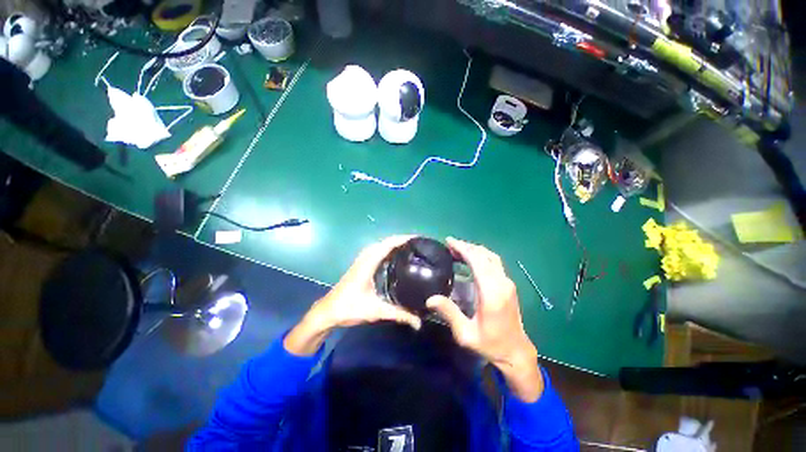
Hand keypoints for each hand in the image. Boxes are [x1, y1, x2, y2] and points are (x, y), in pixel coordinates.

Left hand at [284, 236, 421, 355]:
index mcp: (368, 263)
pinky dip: (387, 249)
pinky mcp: (361, 265)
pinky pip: (377, 251)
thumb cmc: (349, 308)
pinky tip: (395, 257)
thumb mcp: (376, 311)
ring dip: (394, 243)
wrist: (327, 312)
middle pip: (385, 242)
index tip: (418, 239)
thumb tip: (419, 323)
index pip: (388, 244)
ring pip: (380, 245)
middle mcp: (365, 257)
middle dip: (402, 240)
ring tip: (409, 247)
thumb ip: (399, 315)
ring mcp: (362, 260)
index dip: (403, 239)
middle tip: (418, 244)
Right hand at [427, 238, 543, 401]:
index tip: (449, 242)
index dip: (462, 249)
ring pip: (491, 257)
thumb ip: (449, 313)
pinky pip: (494, 263)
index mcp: (491, 293)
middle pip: (484, 255)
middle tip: (450, 245)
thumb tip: (430, 299)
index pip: (477, 261)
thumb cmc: (490, 344)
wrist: (516, 352)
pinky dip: (481, 256)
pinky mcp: (508, 285)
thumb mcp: (466, 334)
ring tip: (458, 249)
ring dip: (475, 250)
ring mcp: (507, 283)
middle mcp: (502, 283)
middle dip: (466, 246)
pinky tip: (471, 259)